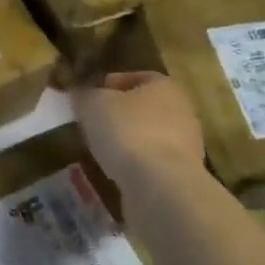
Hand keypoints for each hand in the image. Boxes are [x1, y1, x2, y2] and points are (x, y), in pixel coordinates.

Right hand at [72, 72, 206, 194]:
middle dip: (117, 115)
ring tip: (99, 151)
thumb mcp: (92, 104)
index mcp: (164, 86)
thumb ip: (83, 93)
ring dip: (126, 143)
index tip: (87, 98)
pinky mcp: (180, 177)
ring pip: (147, 137)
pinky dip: (134, 167)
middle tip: (91, 124)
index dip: (107, 84)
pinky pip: (151, 164)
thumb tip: (79, 91)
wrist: (161, 188)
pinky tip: (115, 173)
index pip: (133, 77)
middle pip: (142, 108)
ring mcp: (185, 147)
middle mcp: (181, 112)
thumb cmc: (127, 132)